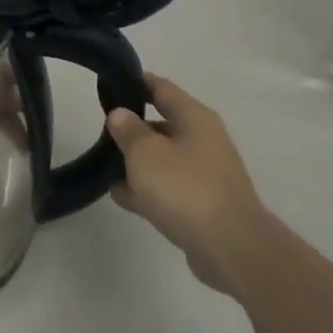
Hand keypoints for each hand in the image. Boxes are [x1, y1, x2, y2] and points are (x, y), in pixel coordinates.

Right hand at [106, 74, 267, 296]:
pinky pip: (168, 187)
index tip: (109, 85)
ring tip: (104, 167)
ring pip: (163, 159)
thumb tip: (120, 114)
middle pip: (161, 124)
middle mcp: (203, 140)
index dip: (135, 83)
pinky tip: (122, 196)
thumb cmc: (185, 189)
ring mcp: (205, 173)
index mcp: (194, 118)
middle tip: (101, 133)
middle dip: (131, 129)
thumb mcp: (145, 153)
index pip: (161, 88)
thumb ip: (128, 130)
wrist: (232, 248)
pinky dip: (147, 189)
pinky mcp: (203, 204)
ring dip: (137, 163)